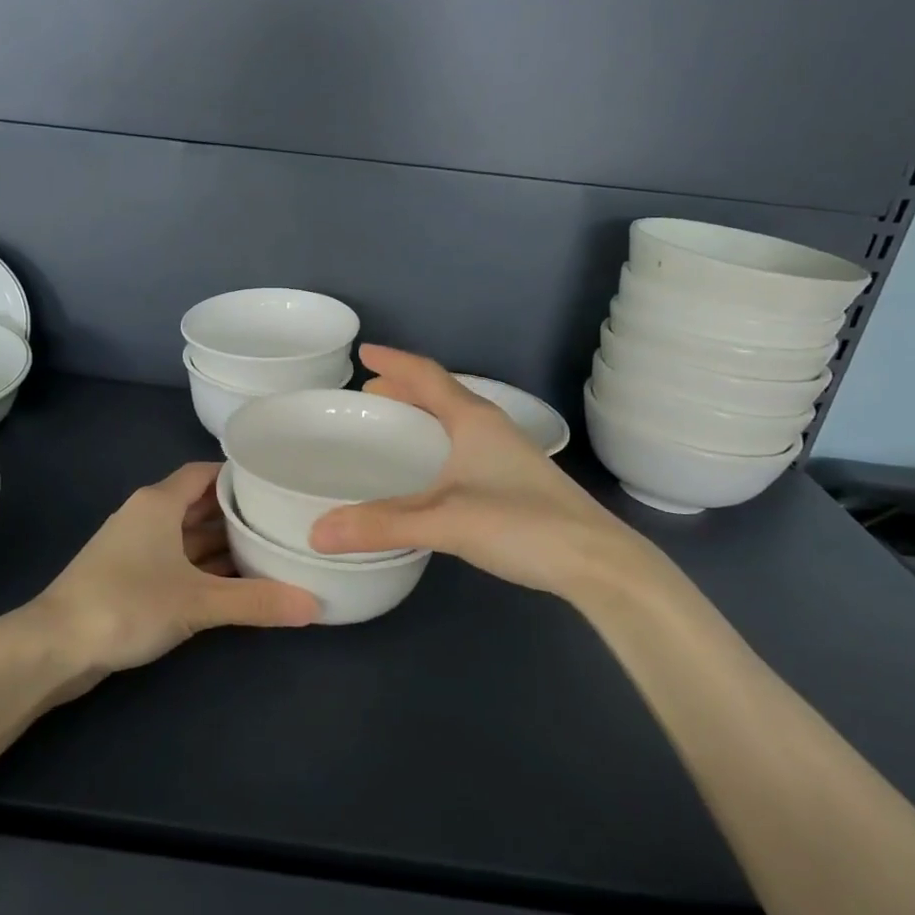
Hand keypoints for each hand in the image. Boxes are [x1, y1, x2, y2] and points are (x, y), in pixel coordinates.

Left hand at [32, 462, 318, 676]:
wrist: (54, 646)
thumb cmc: (126, 604)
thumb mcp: (198, 601)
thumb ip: (256, 602)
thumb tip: (314, 606)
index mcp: (158, 502)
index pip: (205, 473)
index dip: (239, 476)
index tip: (277, 484)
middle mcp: (147, 516)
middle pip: (200, 503)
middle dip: (238, 513)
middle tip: (284, 521)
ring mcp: (136, 548)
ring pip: (188, 535)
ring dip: (222, 544)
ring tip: (269, 551)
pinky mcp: (130, 578)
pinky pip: (177, 561)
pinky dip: (204, 567)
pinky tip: (234, 582)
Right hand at [309, 346, 675, 600]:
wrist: (597, 562)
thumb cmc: (521, 524)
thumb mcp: (444, 521)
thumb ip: (381, 525)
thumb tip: (317, 532)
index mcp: (474, 420)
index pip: (427, 376)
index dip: (394, 362)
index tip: (363, 352)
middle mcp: (492, 429)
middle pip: (442, 395)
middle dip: (404, 389)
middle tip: (370, 392)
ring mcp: (508, 456)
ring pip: (456, 422)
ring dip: (423, 416)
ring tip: (393, 426)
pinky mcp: (516, 483)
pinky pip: (465, 447)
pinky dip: (437, 445)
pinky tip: (430, 472)